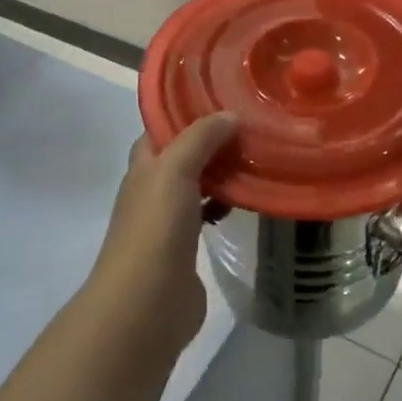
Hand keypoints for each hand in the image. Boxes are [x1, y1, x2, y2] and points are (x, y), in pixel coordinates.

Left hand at [90, 113, 237, 351]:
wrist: (147, 304)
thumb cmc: (156, 229)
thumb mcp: (174, 170)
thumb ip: (199, 139)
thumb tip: (229, 116)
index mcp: (144, 167)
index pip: (161, 128)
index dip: (186, 111)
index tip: (223, 96)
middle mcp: (153, 189)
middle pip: (183, 155)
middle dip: (212, 140)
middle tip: (251, 123)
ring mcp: (169, 220)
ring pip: (198, 184)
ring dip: (223, 171)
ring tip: (258, 155)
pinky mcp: (188, 246)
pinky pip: (209, 213)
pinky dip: (227, 202)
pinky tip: (250, 199)